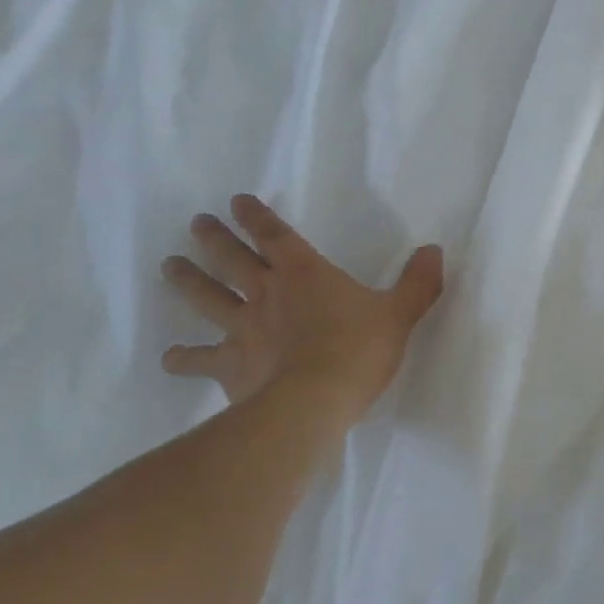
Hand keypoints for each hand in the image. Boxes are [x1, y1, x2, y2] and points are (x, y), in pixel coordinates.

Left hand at [160, 195, 443, 416]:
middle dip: (215, 239)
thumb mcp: (399, 314)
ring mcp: (243, 329)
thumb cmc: (357, 351)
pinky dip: (184, 358)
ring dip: (188, 281)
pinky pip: (201, 359)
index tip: (237, 201)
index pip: (274, 235)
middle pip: (232, 259)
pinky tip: (171, 358)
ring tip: (169, 265)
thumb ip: (419, 282)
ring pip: (208, 298)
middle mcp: (266, 293)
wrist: (312, 402)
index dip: (256, 217)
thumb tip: (434, 250)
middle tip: (196, 224)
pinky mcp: (230, 366)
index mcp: (304, 273)